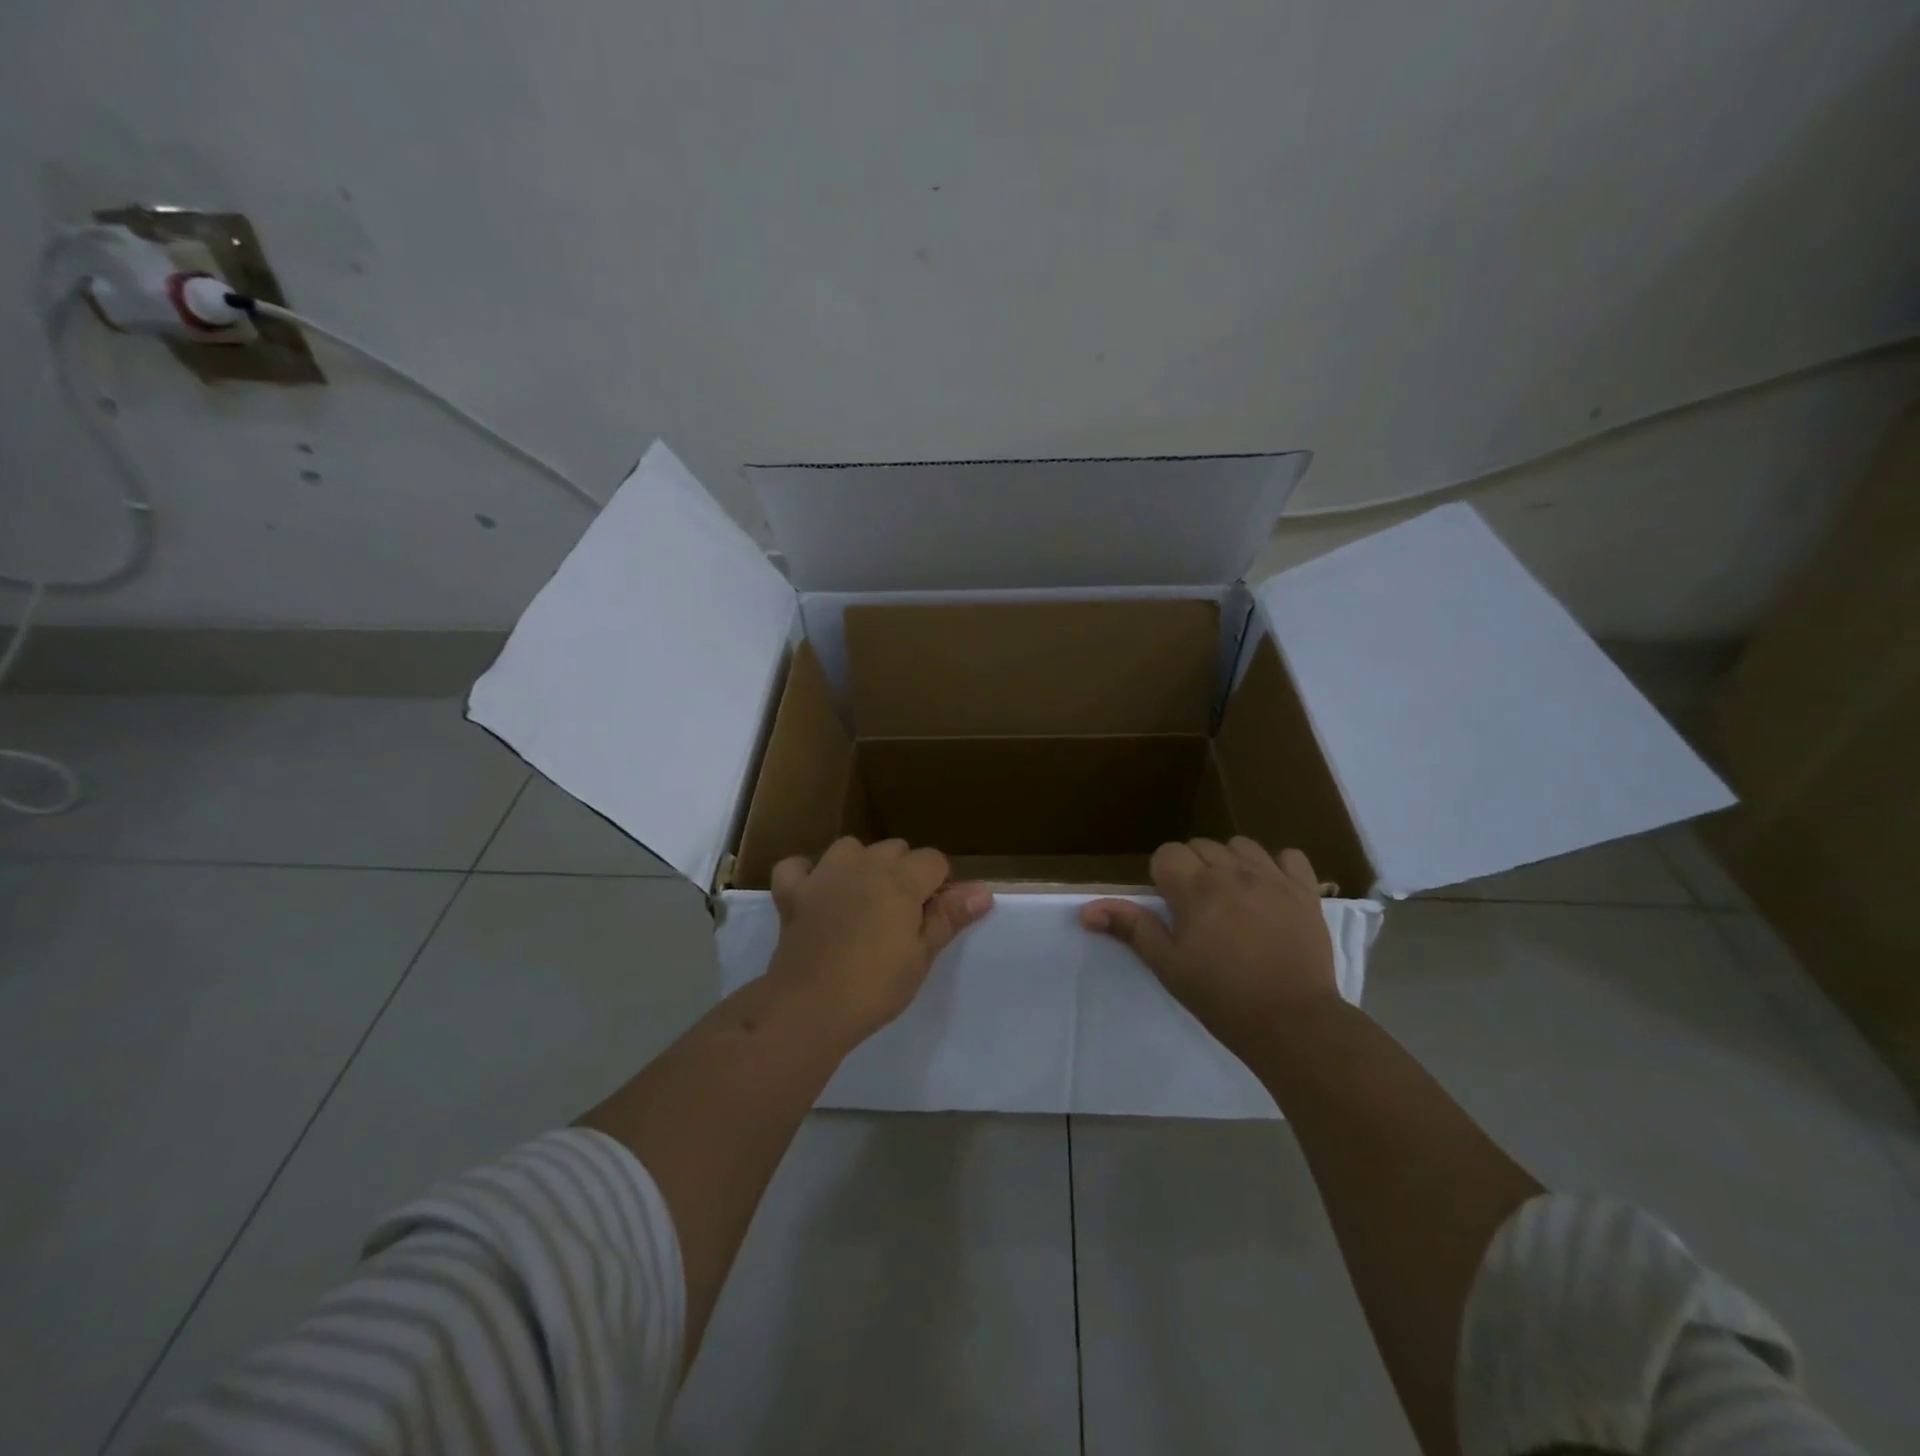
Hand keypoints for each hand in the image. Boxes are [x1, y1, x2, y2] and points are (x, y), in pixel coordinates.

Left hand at [767, 837, 993, 1041]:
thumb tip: (983, 890)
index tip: (934, 915)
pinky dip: (806, 874)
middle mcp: (864, 865)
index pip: (933, 860)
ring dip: (860, 865)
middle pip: (895, 849)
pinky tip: (814, 891)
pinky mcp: (792, 892)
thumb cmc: (876, 985)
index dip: (939, 884)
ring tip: (862, 898)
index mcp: (901, 880)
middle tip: (901, 915)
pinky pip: (797, 866)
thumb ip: (949, 916)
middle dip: (903, 872)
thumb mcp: (922, 955)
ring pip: (850, 848)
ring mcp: (824, 874)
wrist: (811, 1005)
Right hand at [1081, 838, 1337, 1048]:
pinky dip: (1277, 866)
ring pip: (1241, 845)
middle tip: (1198, 910)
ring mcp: (1273, 878)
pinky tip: (1272, 890)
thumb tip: (1087, 910)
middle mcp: (1233, 871)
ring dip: (1230, 863)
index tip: (1171, 909)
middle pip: (1201, 846)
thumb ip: (1132, 928)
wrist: (1293, 1023)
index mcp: (1196, 888)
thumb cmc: (1221, 997)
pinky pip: (1290, 856)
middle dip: (1193, 869)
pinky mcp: (1305, 892)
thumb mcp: (1168, 966)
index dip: (1163, 877)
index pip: (1167, 853)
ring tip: (1233, 897)